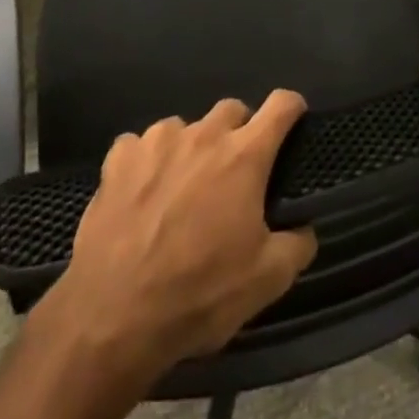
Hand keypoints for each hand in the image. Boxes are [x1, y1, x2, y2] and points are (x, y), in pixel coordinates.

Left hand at [37, 91, 318, 374]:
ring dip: (191, 149)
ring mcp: (157, 139)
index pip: (280, 106)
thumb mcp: (265, 282)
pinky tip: (141, 194)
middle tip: (234, 173)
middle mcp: (203, 134)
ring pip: (185, 127)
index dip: (292, 107)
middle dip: (239, 132)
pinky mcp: (120, 156)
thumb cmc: (199, 293)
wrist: (114, 313)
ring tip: (181, 190)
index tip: (294, 118)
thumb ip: (296, 246)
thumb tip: (305, 227)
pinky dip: (146, 162)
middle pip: (231, 110)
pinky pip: (140, 145)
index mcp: (243, 156)